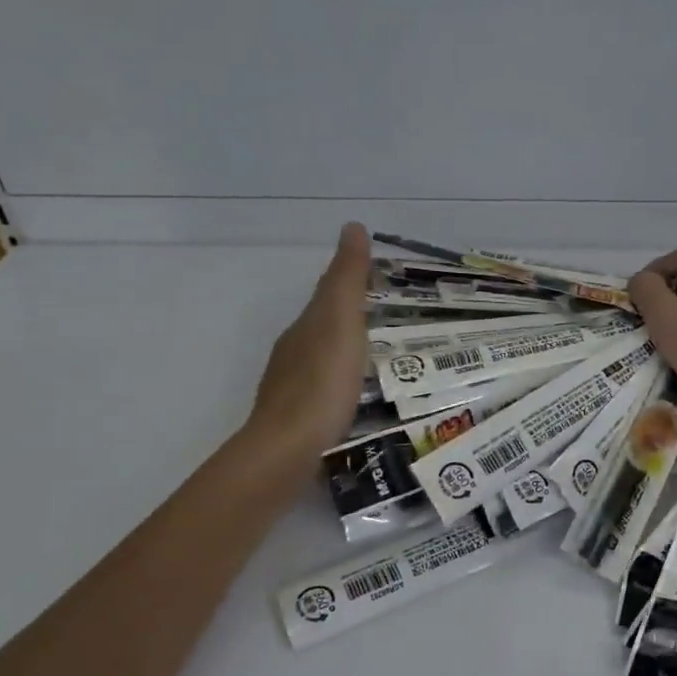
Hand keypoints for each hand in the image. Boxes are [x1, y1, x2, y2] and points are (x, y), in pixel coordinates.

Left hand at [245, 222, 371, 467]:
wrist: (288, 449)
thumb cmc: (322, 381)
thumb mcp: (341, 321)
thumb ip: (347, 278)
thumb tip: (352, 226)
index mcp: (305, 326)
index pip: (328, 295)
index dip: (351, 283)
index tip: (381, 279)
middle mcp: (293, 352)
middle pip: (323, 327)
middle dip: (350, 318)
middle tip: (388, 318)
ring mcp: (292, 388)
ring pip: (322, 360)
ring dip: (345, 353)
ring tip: (378, 358)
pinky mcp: (298, 420)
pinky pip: (324, 391)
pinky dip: (340, 384)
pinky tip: (355, 398)